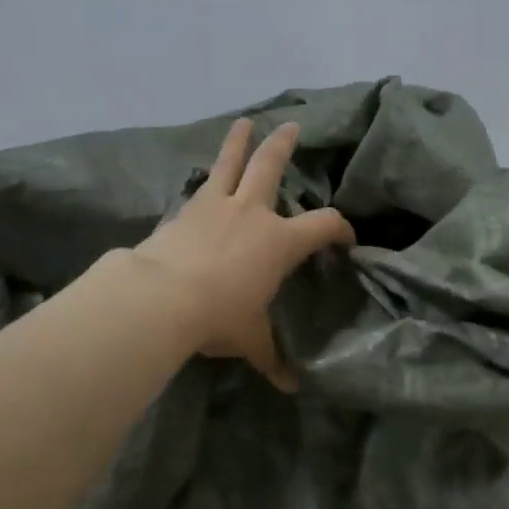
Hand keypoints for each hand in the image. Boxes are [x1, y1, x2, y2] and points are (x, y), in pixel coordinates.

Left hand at [134, 119, 354, 388]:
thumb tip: (290, 386)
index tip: (345, 236)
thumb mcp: (249, 339)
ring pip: (231, 162)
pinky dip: (206, 178)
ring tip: (244, 122)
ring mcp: (217, 204)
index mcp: (280, 241)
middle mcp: (253, 212)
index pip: (323, 225)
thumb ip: (270, 356)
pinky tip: (202, 178)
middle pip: (272, 167)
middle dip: (283, 145)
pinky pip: (201, 186)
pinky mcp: (186, 208)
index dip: (340, 228)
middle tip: (291, 126)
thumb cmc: (219, 315)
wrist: (163, 296)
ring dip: (239, 141)